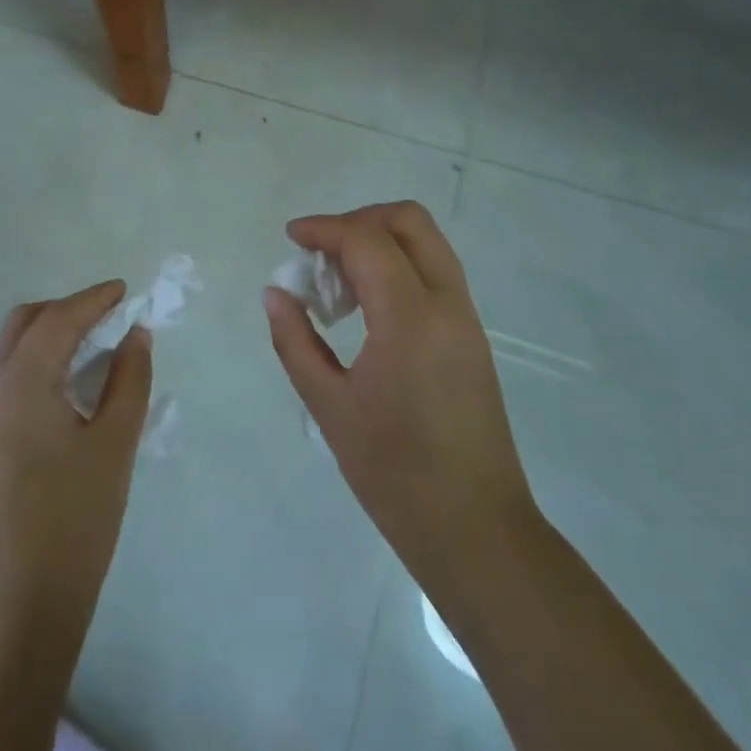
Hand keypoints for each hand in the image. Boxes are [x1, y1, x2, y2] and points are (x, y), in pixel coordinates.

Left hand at [0, 282, 152, 647]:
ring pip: (11, 349)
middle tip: (108, 317)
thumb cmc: (76, 518)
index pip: (57, 320)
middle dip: (66, 310)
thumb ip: (129, 378)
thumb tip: (135, 335)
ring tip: (94, 346)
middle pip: (24, 323)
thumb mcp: (115, 442)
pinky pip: (6, 377)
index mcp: (18, 384)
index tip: (124, 291)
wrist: (21, 601)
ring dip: (49, 335)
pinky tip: (68, 384)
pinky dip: (37, 362)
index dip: (93, 299)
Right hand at [262, 202, 535, 612]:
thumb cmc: (394, 473)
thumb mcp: (329, 406)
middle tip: (320, 251)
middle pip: (409, 221)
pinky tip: (367, 307)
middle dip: (359, 220)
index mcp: (410, 318)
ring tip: (338, 281)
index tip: (291, 237)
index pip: (367, 240)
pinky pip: (435, 274)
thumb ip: (295, 341)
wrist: (475, 529)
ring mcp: (466, 320)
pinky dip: (398, 267)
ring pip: (427, 244)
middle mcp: (447, 304)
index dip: (324, 228)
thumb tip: (275, 294)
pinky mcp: (472, 338)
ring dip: (380, 242)